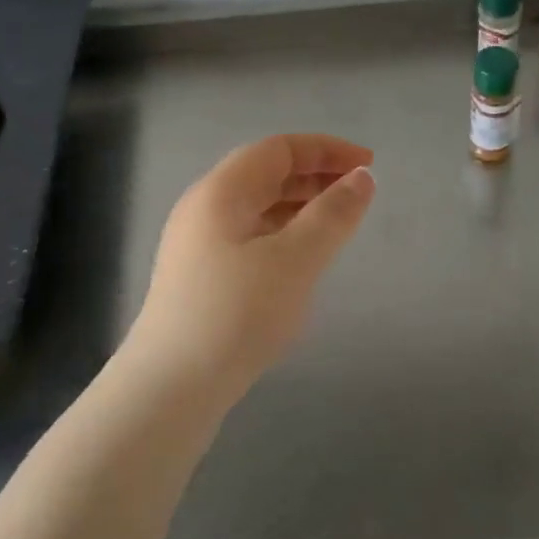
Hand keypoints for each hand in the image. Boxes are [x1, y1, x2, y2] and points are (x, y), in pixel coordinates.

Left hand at [126, 134, 376, 391]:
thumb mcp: (295, 259)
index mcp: (221, 191)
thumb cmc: (236, 313)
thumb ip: (333, 214)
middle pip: (266, 174)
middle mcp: (204, 208)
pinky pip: (251, 236)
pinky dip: (284, 233)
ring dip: (301, 205)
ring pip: (258, 207)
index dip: (326, 149)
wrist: (170, 389)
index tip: (369, 164)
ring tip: (339, 222)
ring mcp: (198, 245)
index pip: (279, 149)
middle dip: (316, 175)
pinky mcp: (201, 278)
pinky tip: (303, 258)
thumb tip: (363, 177)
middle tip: (359, 192)